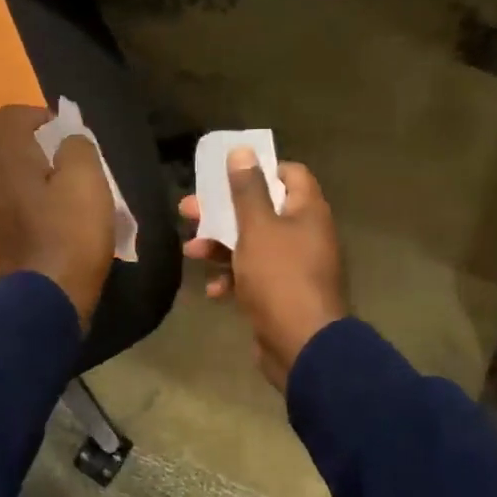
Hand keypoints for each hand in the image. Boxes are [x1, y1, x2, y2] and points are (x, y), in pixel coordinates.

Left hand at [0, 104, 115, 330]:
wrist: (48, 302)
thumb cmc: (71, 233)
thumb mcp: (87, 179)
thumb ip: (78, 147)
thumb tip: (69, 141)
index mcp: (10, 162)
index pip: (12, 116)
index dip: (41, 115)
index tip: (70, 135)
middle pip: (16, 151)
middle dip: (49, 152)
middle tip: (81, 169)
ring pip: (21, 184)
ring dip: (48, 184)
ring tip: (79, 202)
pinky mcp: (7, 245)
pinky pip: (24, 213)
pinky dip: (44, 212)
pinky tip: (69, 231)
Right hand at [181, 148, 346, 389]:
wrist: (301, 346)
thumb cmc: (280, 276)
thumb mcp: (257, 228)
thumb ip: (247, 190)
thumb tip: (242, 151)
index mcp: (308, 212)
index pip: (290, 174)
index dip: (260, 170)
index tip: (228, 174)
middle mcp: (305, 235)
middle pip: (262, 210)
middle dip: (223, 212)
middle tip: (189, 211)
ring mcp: (294, 267)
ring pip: (253, 245)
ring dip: (221, 246)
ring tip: (191, 251)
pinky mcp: (281, 295)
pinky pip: (254, 277)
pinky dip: (233, 279)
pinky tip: (214, 290)